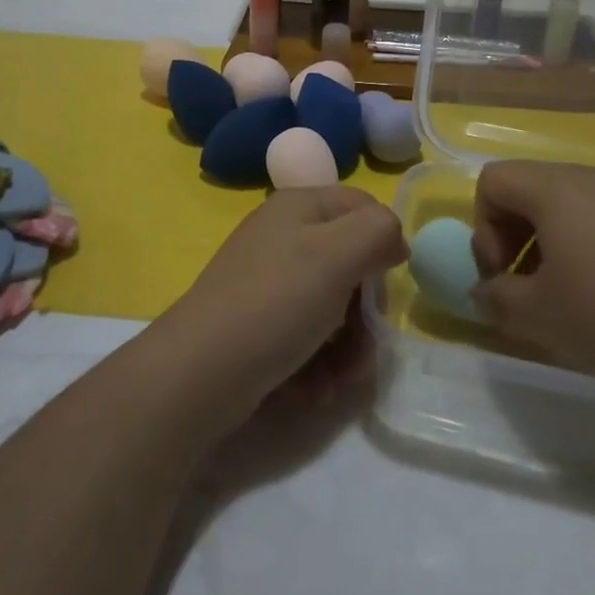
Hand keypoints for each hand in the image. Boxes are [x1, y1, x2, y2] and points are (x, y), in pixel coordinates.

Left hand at [164, 187, 406, 419]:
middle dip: (365, 310)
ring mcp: (266, 280)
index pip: (363, 207)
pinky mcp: (256, 323)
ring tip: (339, 380)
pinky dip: (317, 362)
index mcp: (300, 205)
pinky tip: (313, 389)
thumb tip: (395, 240)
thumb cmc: (276, 302)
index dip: (384, 243)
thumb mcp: (338, 254)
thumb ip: (379, 230)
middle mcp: (283, 235)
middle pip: (349, 262)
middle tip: (366, 345)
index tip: (388, 286)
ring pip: (331, 306)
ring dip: (346, 347)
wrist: (199, 373)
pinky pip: (304, 335)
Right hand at [470, 161, 594, 394]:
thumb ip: (496, 298)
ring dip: (552, 246)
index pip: (493, 181)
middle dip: (514, 238)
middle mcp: (592, 178)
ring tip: (568, 298)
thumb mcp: (538, 314)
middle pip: (530, 190)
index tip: (501, 276)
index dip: (482, 228)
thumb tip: (483, 293)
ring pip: (569, 207)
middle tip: (527, 289)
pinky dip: (590, 250)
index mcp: (555, 186)